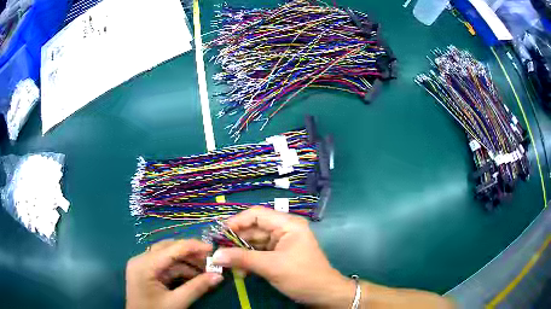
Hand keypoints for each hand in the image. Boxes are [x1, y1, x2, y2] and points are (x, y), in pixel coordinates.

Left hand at [126, 239, 222, 308]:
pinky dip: (180, 270)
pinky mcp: (146, 273)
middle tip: (211, 260)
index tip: (213, 249)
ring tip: (206, 270)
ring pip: (168, 257)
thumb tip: (218, 276)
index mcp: (144, 264)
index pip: (171, 248)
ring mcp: (143, 266)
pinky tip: (194, 276)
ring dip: (187, 263)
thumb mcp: (177, 302)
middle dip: (191, 254)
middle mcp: (141, 260)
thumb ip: (197, 288)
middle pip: (169, 249)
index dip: (193, 246)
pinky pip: (165, 267)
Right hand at [212, 207, 354, 307]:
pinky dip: (249, 261)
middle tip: (219, 253)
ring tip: (228, 265)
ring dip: (241, 253)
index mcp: (287, 224)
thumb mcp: (271, 267)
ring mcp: (282, 243)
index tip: (219, 234)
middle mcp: (284, 230)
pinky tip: (241, 271)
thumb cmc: (302, 276)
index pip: (256, 214)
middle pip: (254, 229)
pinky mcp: (280, 255)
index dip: (236, 222)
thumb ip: (242, 259)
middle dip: (236, 241)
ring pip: (255, 242)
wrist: (324, 294)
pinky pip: (259, 253)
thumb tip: (215, 255)